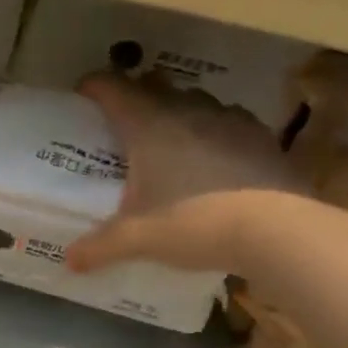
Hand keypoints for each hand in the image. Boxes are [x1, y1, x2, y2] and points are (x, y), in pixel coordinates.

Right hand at [68, 72, 298, 274]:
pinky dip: (217, 130)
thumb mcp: (138, 239)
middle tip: (125, 118)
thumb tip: (69, 261)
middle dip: (137, 94)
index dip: (94, 86)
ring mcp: (229, 120)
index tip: (83, 91)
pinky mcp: (262, 137)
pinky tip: (219, 156)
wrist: (277, 230)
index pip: (113, 89)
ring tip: (173, 135)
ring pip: (196, 100)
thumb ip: (100, 247)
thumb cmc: (194, 223)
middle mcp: (187, 111)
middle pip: (155, 86)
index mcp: (149, 125)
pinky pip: (231, 121)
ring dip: (180, 109)